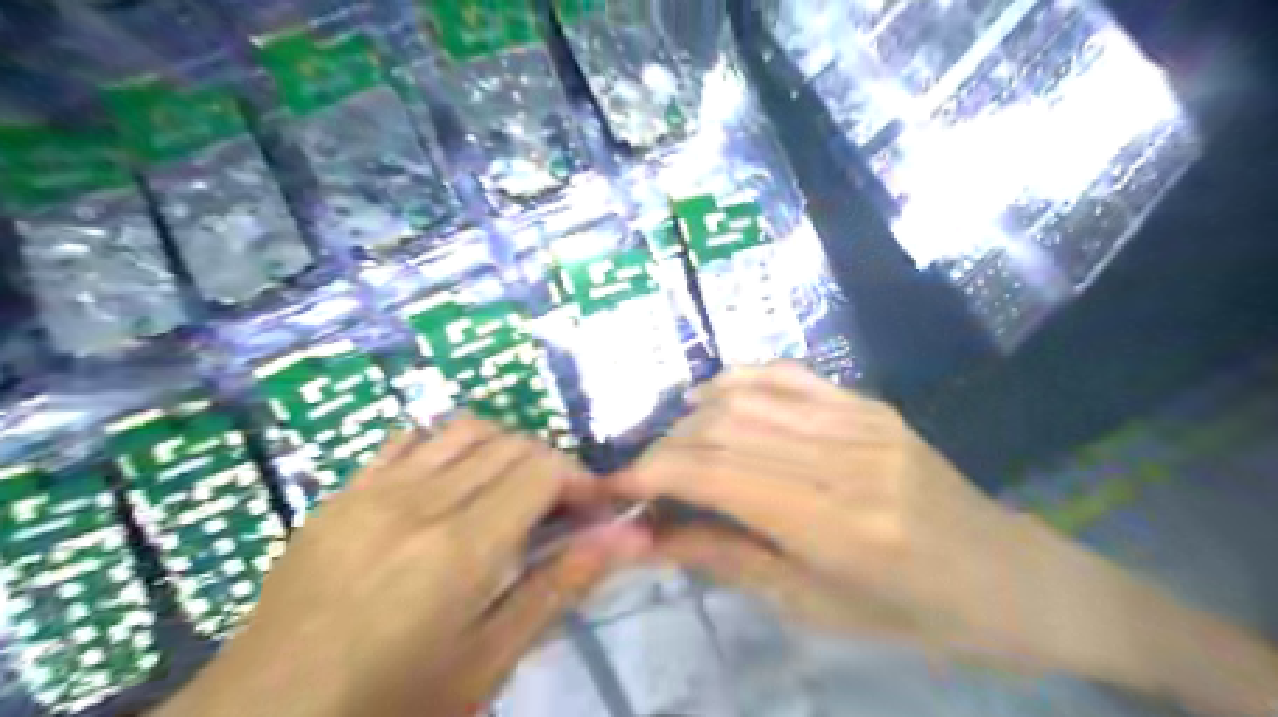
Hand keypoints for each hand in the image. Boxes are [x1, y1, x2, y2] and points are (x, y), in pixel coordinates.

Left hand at [163, 418, 649, 713]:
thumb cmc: (389, 707)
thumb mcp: (487, 663)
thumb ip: (557, 588)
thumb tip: (623, 538)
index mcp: (459, 549)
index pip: (542, 469)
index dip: (579, 480)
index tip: (592, 511)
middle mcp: (419, 501)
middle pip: (510, 443)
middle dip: (549, 467)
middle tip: (557, 511)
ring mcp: (372, 490)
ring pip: (464, 430)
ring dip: (504, 450)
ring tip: (509, 493)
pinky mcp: (342, 493)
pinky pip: (409, 440)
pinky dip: (448, 448)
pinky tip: (450, 485)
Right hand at [610, 365, 1035, 660]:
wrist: (1008, 578)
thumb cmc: (912, 614)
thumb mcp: (815, 608)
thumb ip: (728, 559)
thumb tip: (652, 536)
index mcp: (836, 525)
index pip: (717, 476)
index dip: (653, 473)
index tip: (614, 486)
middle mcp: (844, 459)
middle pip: (725, 429)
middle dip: (666, 448)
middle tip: (641, 475)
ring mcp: (860, 421)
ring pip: (748, 397)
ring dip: (694, 416)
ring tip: (670, 443)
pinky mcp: (869, 404)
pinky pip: (788, 376)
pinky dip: (737, 380)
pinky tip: (709, 396)